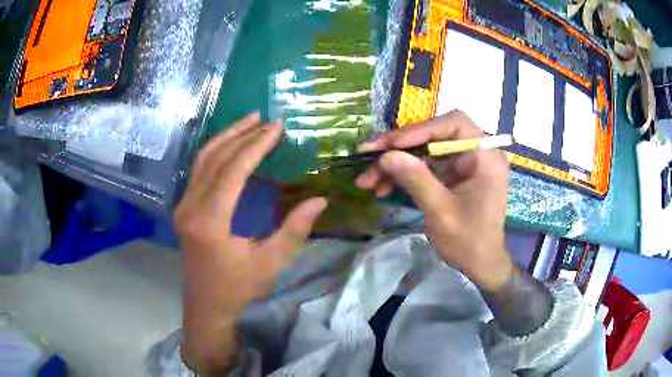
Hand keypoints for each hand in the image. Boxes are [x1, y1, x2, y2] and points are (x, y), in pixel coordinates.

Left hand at [174, 113, 326, 373]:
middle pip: (215, 158)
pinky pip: (199, 171)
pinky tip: (231, 144)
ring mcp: (183, 206)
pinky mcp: (184, 208)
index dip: (256, 146)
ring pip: (202, 160)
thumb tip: (319, 200)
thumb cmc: (238, 287)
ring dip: (226, 137)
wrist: (207, 304)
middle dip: (241, 134)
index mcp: (210, 221)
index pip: (233, 171)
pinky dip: (216, 152)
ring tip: (248, 121)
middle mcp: (190, 207)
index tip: (276, 127)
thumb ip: (293, 231)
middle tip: (265, 119)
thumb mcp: (269, 264)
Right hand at [355, 110, 512, 290]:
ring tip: (368, 180)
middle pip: (434, 135)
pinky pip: (427, 166)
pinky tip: (383, 187)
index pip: (454, 124)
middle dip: (399, 148)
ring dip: (396, 164)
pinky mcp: (455, 174)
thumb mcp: (441, 212)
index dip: (421, 129)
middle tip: (368, 157)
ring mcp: (465, 163)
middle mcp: (477, 153)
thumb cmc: (469, 241)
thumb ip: (416, 180)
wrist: (481, 264)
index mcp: (485, 157)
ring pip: (425, 151)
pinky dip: (405, 175)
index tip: (392, 145)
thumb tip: (386, 155)